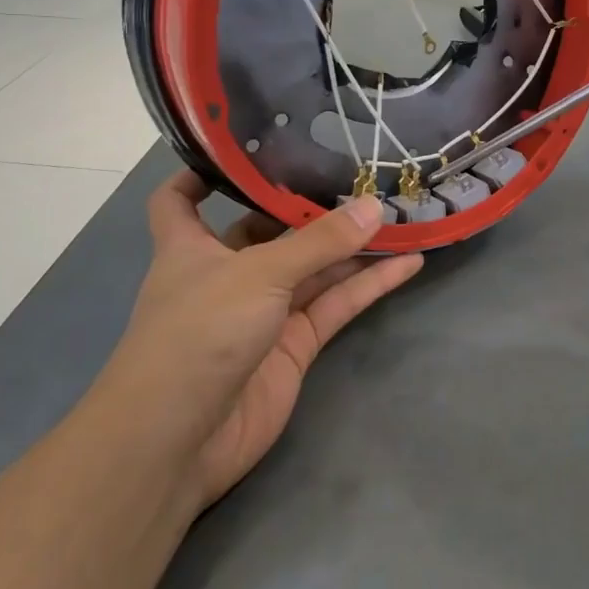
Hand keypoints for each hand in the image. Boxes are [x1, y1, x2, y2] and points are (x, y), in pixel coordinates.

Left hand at [102, 173, 422, 509]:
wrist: (178, 442)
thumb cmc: (197, 334)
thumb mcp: (258, 273)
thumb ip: (320, 241)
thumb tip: (374, 206)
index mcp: (190, 248)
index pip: (180, 200)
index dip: (202, 172)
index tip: (243, 146)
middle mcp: (227, 274)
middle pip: (270, 229)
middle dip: (310, 205)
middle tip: (361, 172)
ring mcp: (264, 311)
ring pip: (315, 267)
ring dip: (354, 245)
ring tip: (400, 212)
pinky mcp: (295, 345)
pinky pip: (337, 304)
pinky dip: (370, 285)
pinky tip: (410, 262)